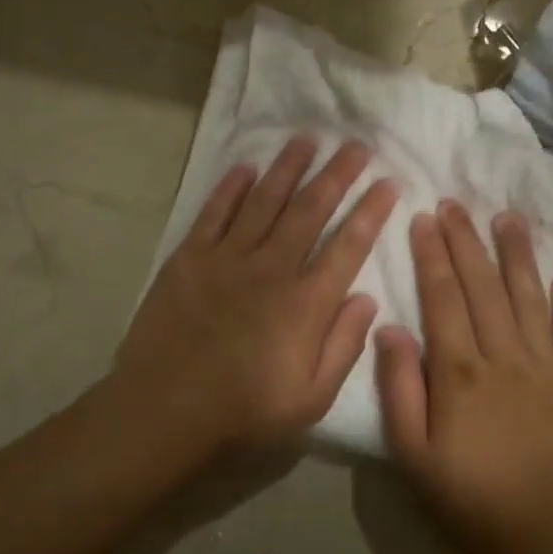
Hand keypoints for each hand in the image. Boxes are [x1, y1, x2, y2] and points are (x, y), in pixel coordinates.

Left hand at [112, 136, 397, 454]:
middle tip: (356, 145)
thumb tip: (367, 298)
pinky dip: (231, 187)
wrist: (163, 414)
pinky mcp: (188, 259)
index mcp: (305, 304)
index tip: (389, 182)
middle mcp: (271, 269)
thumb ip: (343, 345)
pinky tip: (245, 167)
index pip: (349, 245)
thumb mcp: (311, 399)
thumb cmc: (244, 413)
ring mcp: (227, 259)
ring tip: (307, 139)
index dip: (372, 211)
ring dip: (288, 168)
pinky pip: (214, 213)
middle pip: (310, 210)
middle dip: (337, 174)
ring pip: (265, 200)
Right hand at [376, 201, 552, 553]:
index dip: (432, 255)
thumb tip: (390, 329)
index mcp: (459, 373)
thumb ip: (398, 388)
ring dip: (517, 256)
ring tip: (508, 218)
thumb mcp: (411, 453)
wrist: (540, 540)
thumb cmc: (465, 498)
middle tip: (456, 203)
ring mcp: (546, 369)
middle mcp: (504, 358)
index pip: (442, 298)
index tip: (425, 217)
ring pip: (529, 299)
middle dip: (467, 242)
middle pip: (483, 287)